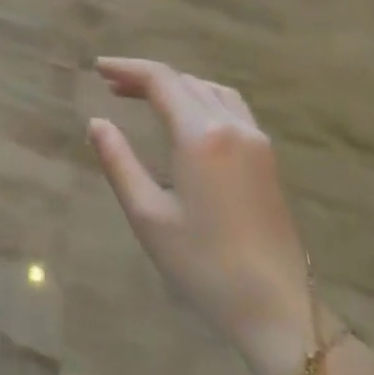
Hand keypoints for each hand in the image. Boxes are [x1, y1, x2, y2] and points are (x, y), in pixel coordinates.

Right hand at [88, 58, 323, 374]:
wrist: (276, 307)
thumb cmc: (202, 263)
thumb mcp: (147, 214)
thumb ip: (119, 161)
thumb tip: (97, 122)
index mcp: (202, 136)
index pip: (161, 81)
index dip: (127, 68)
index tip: (97, 68)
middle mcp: (233, 127)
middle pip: (186, 81)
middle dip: (147, 77)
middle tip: (110, 85)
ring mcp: (257, 141)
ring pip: (211, 91)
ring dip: (176, 85)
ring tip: (142, 96)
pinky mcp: (267, 160)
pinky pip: (230, 108)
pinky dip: (200, 99)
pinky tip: (184, 119)